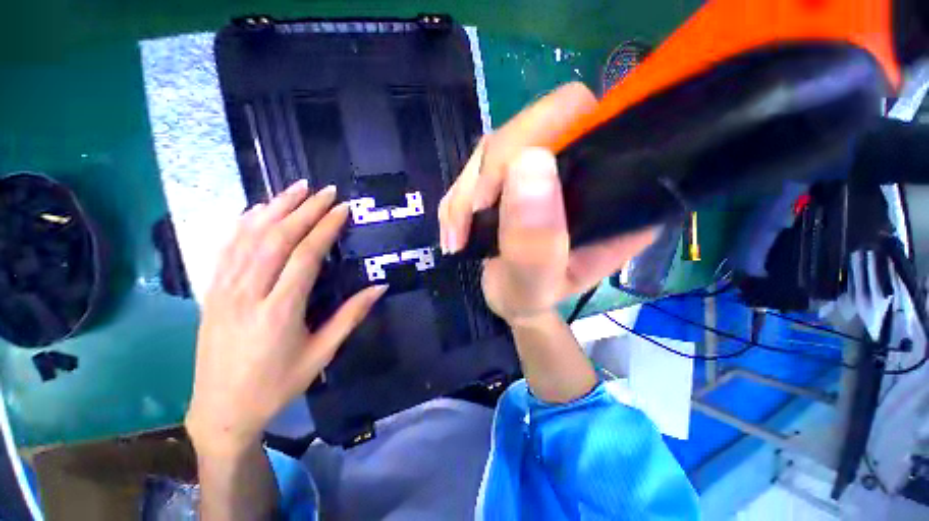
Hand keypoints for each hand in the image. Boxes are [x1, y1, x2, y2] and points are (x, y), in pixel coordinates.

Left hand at [185, 181, 385, 452]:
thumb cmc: (278, 384)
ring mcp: (224, 290)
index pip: (306, 255)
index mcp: (281, 310)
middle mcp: (249, 293)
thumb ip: (351, 316)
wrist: (222, 410)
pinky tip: (257, 210)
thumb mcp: (322, 353)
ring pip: (249, 237)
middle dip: (304, 210)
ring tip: (295, 188)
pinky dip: (244, 224)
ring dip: (275, 208)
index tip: (342, 209)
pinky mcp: (212, 292)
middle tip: (325, 191)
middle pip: (277, 239)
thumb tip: (379, 286)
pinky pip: (227, 249)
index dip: (325, 228)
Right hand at [438, 83, 655, 324]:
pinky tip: (455, 230)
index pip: (581, 119)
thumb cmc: (531, 297)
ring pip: (493, 148)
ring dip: (465, 195)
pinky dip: (456, 200)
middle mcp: (580, 165)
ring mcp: (540, 167)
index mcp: (609, 187)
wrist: (511, 298)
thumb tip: (529, 162)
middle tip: (467, 223)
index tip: (496, 193)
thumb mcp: (535, 282)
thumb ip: (535, 239)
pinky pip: (474, 168)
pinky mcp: (511, 175)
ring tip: (457, 237)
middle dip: (486, 177)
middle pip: (527, 129)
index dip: (535, 137)